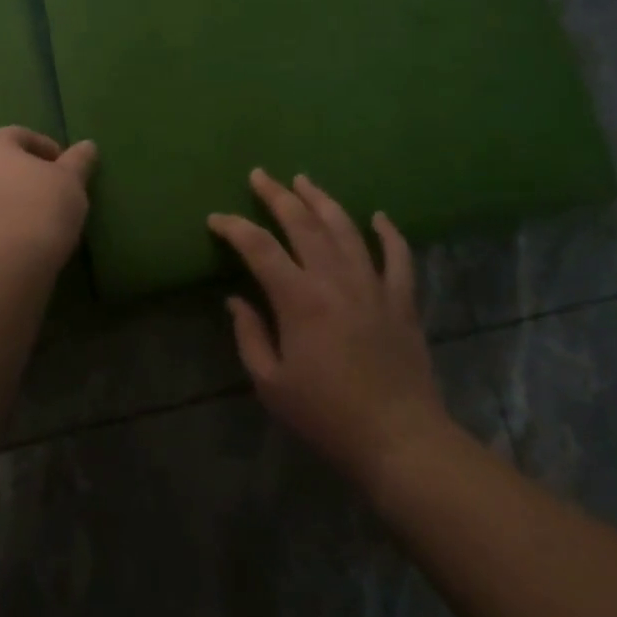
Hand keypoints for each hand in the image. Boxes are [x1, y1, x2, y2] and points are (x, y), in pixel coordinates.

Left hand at [0, 126, 96, 267]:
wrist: (0, 264)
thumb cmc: (38, 207)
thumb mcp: (70, 181)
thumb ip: (78, 161)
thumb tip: (87, 146)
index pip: (21, 136)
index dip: (48, 149)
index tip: (68, 171)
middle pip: (2, 164)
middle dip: (28, 175)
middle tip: (56, 193)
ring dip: (14, 201)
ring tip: (42, 220)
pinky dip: (3, 224)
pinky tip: (24, 240)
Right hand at [209, 170, 454, 487]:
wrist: (400, 441)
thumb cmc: (327, 416)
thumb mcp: (271, 385)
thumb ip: (249, 336)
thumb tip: (236, 300)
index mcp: (299, 298)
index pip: (258, 247)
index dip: (233, 227)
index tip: (215, 219)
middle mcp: (334, 279)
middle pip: (303, 223)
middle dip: (277, 195)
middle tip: (260, 175)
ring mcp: (372, 285)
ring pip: (346, 228)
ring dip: (322, 200)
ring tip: (304, 181)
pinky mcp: (402, 301)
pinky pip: (398, 256)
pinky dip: (389, 233)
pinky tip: (379, 217)